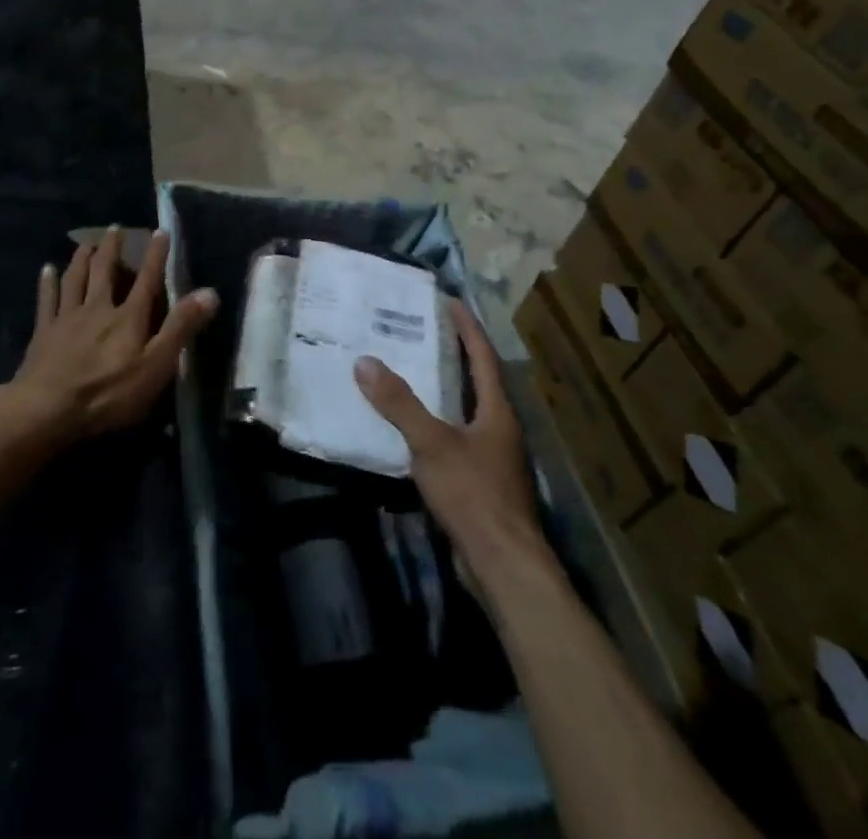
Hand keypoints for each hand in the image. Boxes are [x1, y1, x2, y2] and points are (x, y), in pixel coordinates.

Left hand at [11, 226, 218, 445]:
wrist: (48, 408)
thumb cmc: (109, 392)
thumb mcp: (155, 365)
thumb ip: (181, 328)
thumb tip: (209, 292)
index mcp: (128, 317)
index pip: (147, 280)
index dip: (156, 256)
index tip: (161, 231)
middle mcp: (98, 308)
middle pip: (105, 271)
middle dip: (112, 248)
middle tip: (115, 227)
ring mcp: (68, 318)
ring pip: (75, 279)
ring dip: (81, 259)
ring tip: (85, 244)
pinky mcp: (44, 332)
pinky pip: (46, 300)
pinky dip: (47, 283)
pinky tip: (46, 269)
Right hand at [355, 301, 544, 573]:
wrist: (503, 565)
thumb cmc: (474, 494)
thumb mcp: (431, 443)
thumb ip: (399, 404)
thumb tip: (365, 362)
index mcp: (497, 411)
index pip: (483, 356)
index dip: (466, 327)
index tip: (448, 301)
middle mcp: (500, 428)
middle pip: (477, 380)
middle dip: (453, 354)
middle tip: (421, 330)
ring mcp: (493, 458)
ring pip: (466, 411)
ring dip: (444, 389)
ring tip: (411, 371)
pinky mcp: (481, 483)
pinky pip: (456, 438)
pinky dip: (436, 423)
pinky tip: (411, 427)